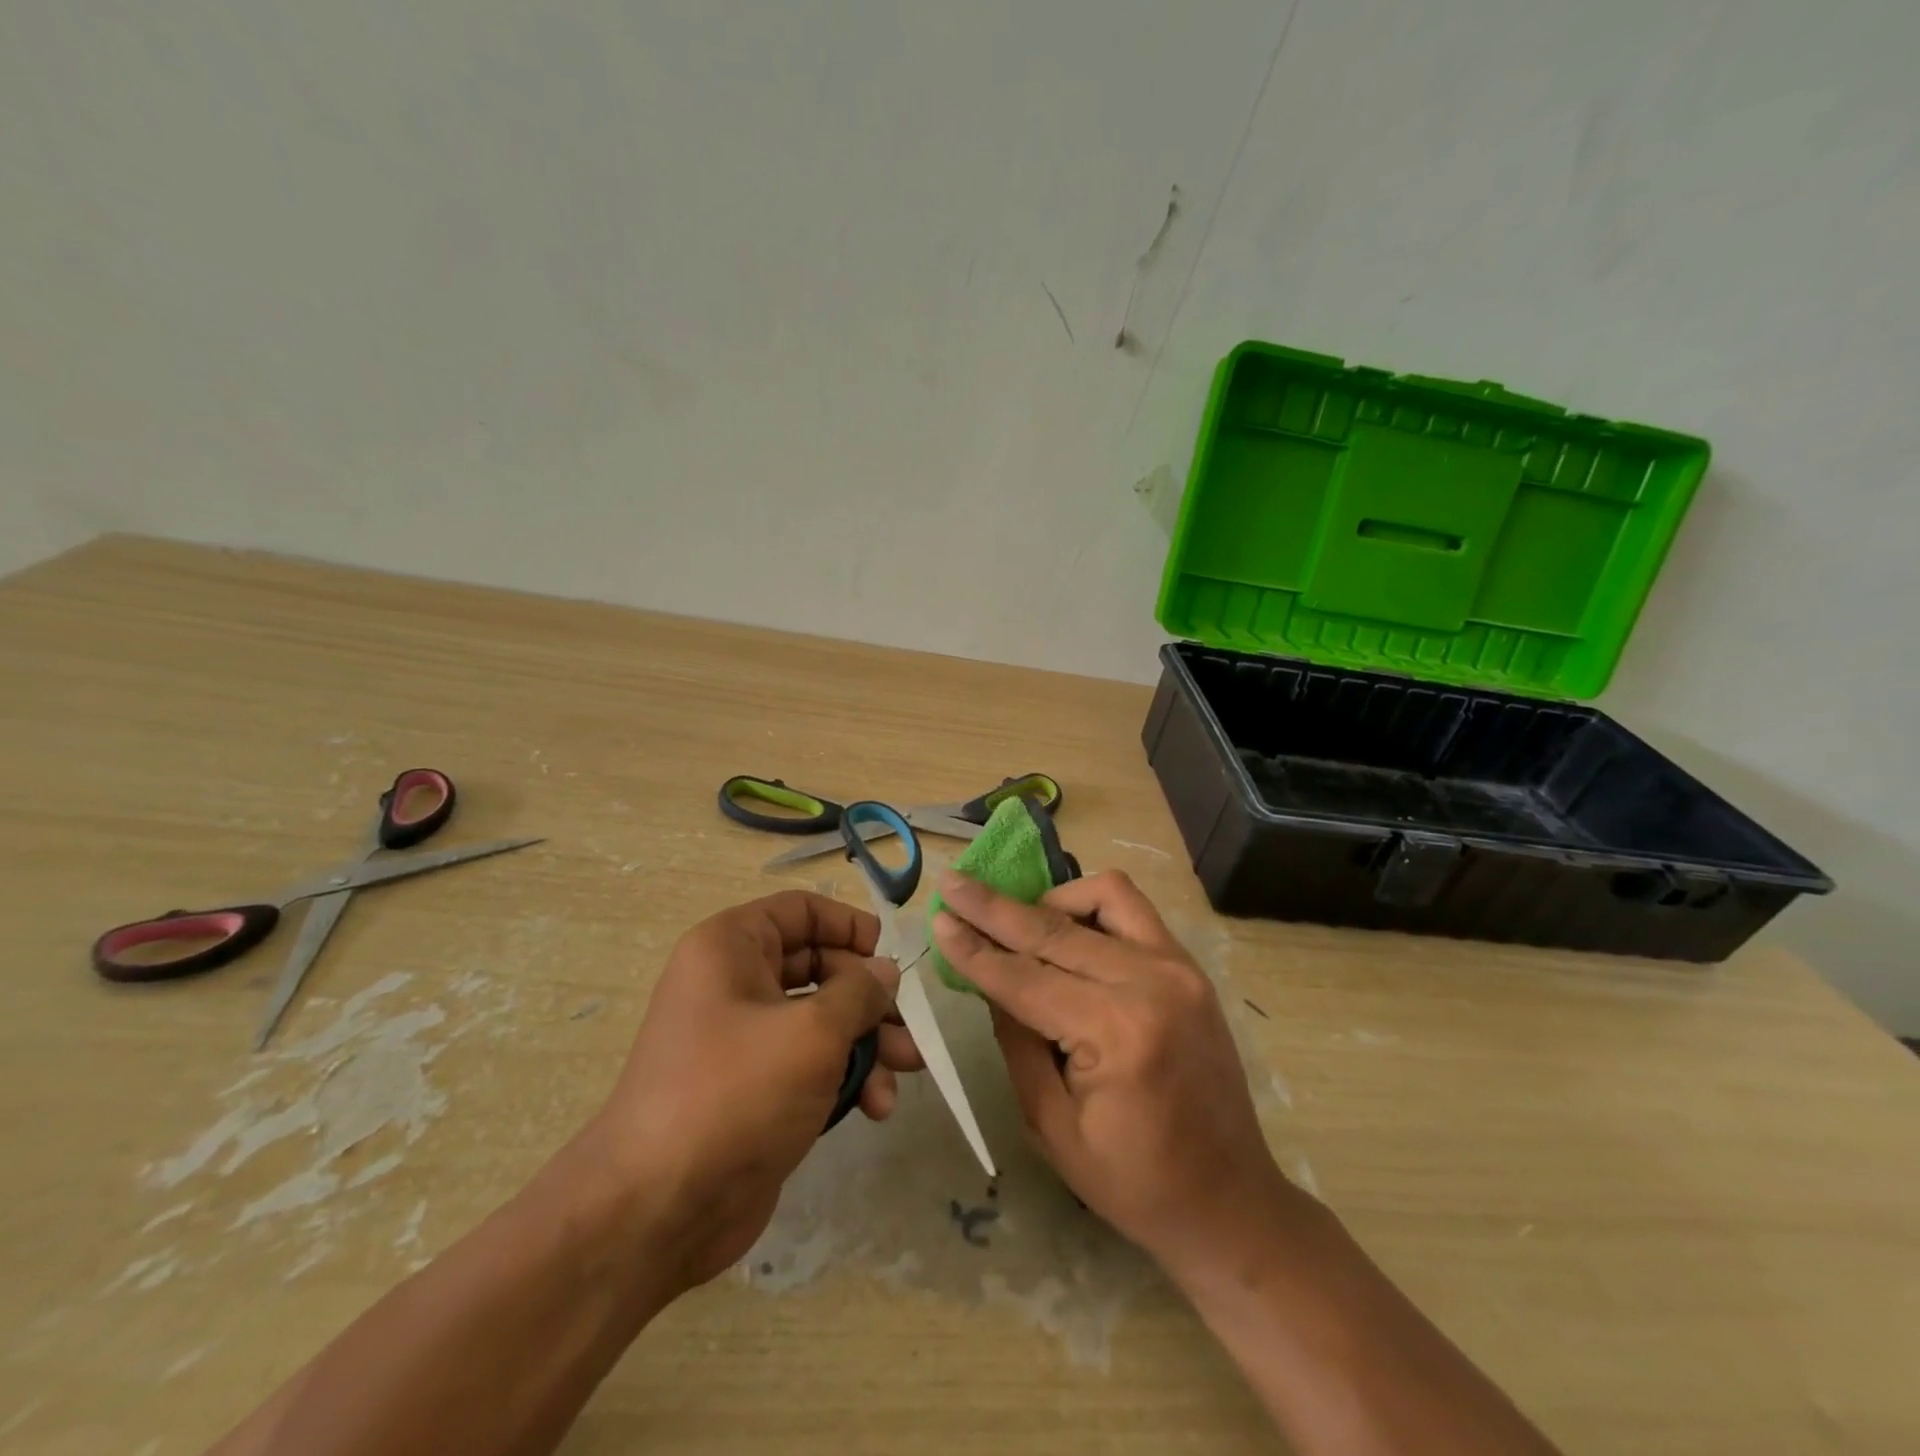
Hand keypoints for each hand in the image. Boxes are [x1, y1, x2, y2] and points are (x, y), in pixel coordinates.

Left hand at [594, 890, 923, 1291]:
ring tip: (907, 1069)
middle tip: (910, 1027)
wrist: (657, 1213)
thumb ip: (859, 992)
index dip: (850, 926)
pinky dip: (845, 1076)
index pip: (802, 910)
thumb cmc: (736, 1093)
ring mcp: (744, 1040)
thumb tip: (885, 971)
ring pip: (821, 1020)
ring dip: (868, 1042)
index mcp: (732, 947)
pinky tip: (875, 1106)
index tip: (890, 957)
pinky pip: (810, 1063)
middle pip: (820, 967)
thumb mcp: (812, 1032)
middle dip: (870, 998)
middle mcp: (734, 983)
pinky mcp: (756, 1090)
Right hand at [930, 869, 1302, 1278]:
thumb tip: (990, 978)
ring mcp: (1178, 966)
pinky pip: (1132, 909)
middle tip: (953, 883)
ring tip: (1016, 923)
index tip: (938, 915)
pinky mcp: (1189, 966)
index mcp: (1117, 1032)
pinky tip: (1066, 928)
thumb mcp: (1051, 1125)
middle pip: (1053, 929)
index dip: (974, 948)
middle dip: (994, 907)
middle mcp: (1151, 982)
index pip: (1024, 976)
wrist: (1230, 1201)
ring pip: (1101, 896)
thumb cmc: (1133, 1182)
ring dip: (1048, 900)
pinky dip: (1091, 906)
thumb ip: (1016, 1041)